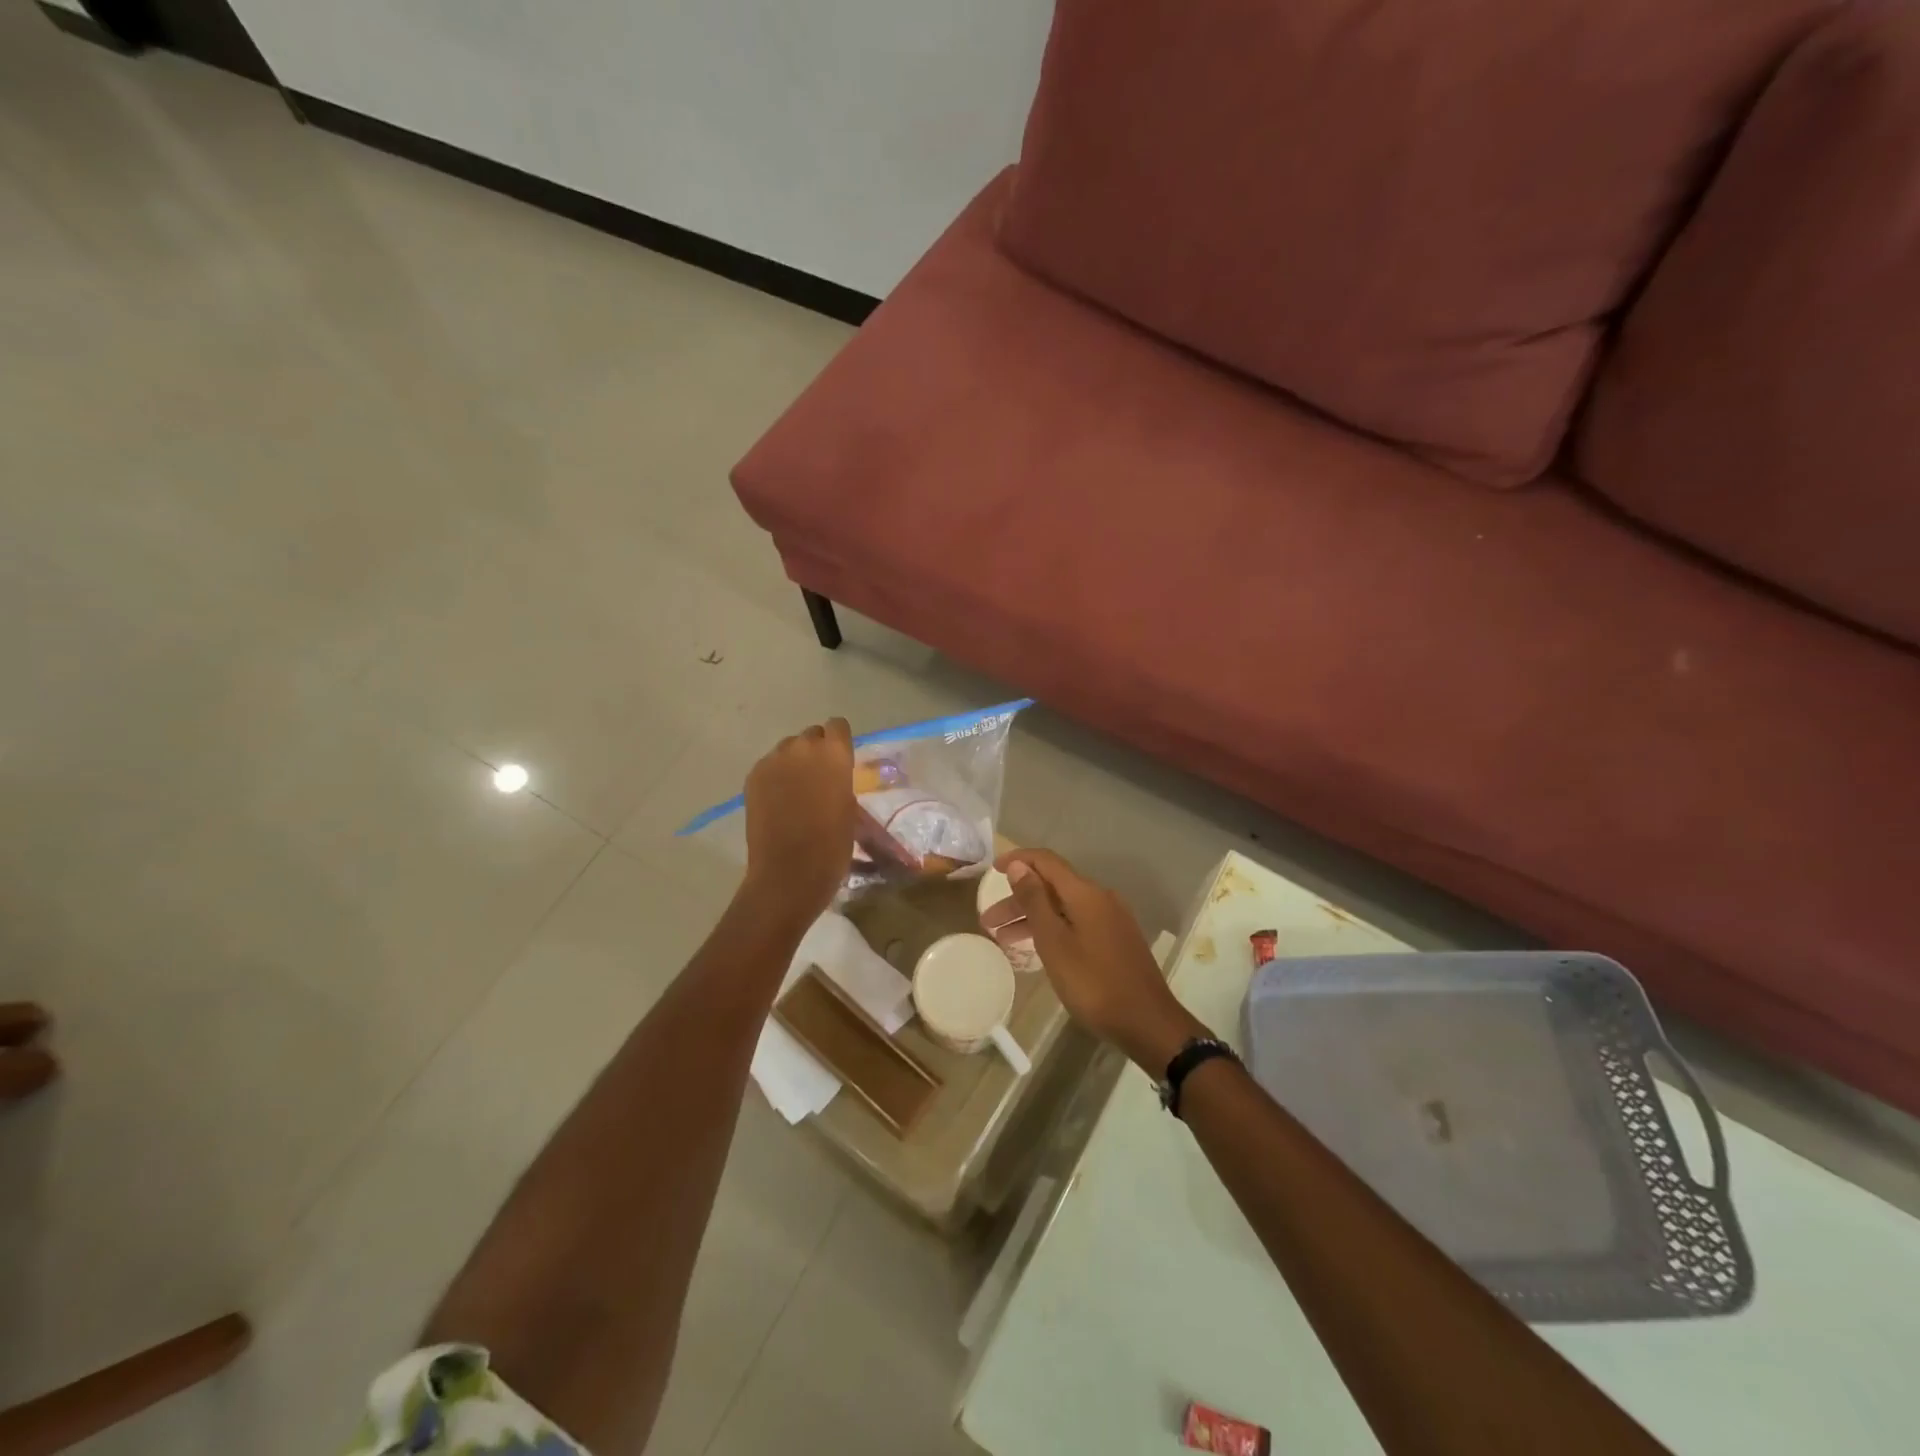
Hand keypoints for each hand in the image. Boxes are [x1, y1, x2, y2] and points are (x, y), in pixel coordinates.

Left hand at [742, 719, 855, 923]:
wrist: (789, 872)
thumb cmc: (832, 845)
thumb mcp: (849, 807)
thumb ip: (840, 780)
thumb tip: (832, 775)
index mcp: (834, 754)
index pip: (838, 726)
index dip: (839, 741)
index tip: (840, 759)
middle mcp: (803, 747)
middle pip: (811, 734)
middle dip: (816, 750)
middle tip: (819, 778)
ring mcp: (774, 760)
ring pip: (788, 748)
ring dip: (794, 761)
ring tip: (796, 790)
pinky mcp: (753, 776)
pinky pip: (769, 765)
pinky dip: (775, 776)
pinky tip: (778, 801)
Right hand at [997, 849, 1208, 1072]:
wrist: (1147, 1022)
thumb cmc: (1093, 983)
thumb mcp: (1054, 942)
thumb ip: (1035, 901)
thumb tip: (1020, 866)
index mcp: (1085, 893)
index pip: (1046, 861)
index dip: (1018, 860)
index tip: (992, 869)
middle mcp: (1100, 898)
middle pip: (1052, 886)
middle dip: (1018, 899)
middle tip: (988, 921)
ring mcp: (1111, 919)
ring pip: (1063, 907)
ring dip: (1032, 918)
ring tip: (1002, 940)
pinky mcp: (1115, 939)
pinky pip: (1076, 922)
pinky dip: (1052, 928)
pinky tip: (1037, 948)